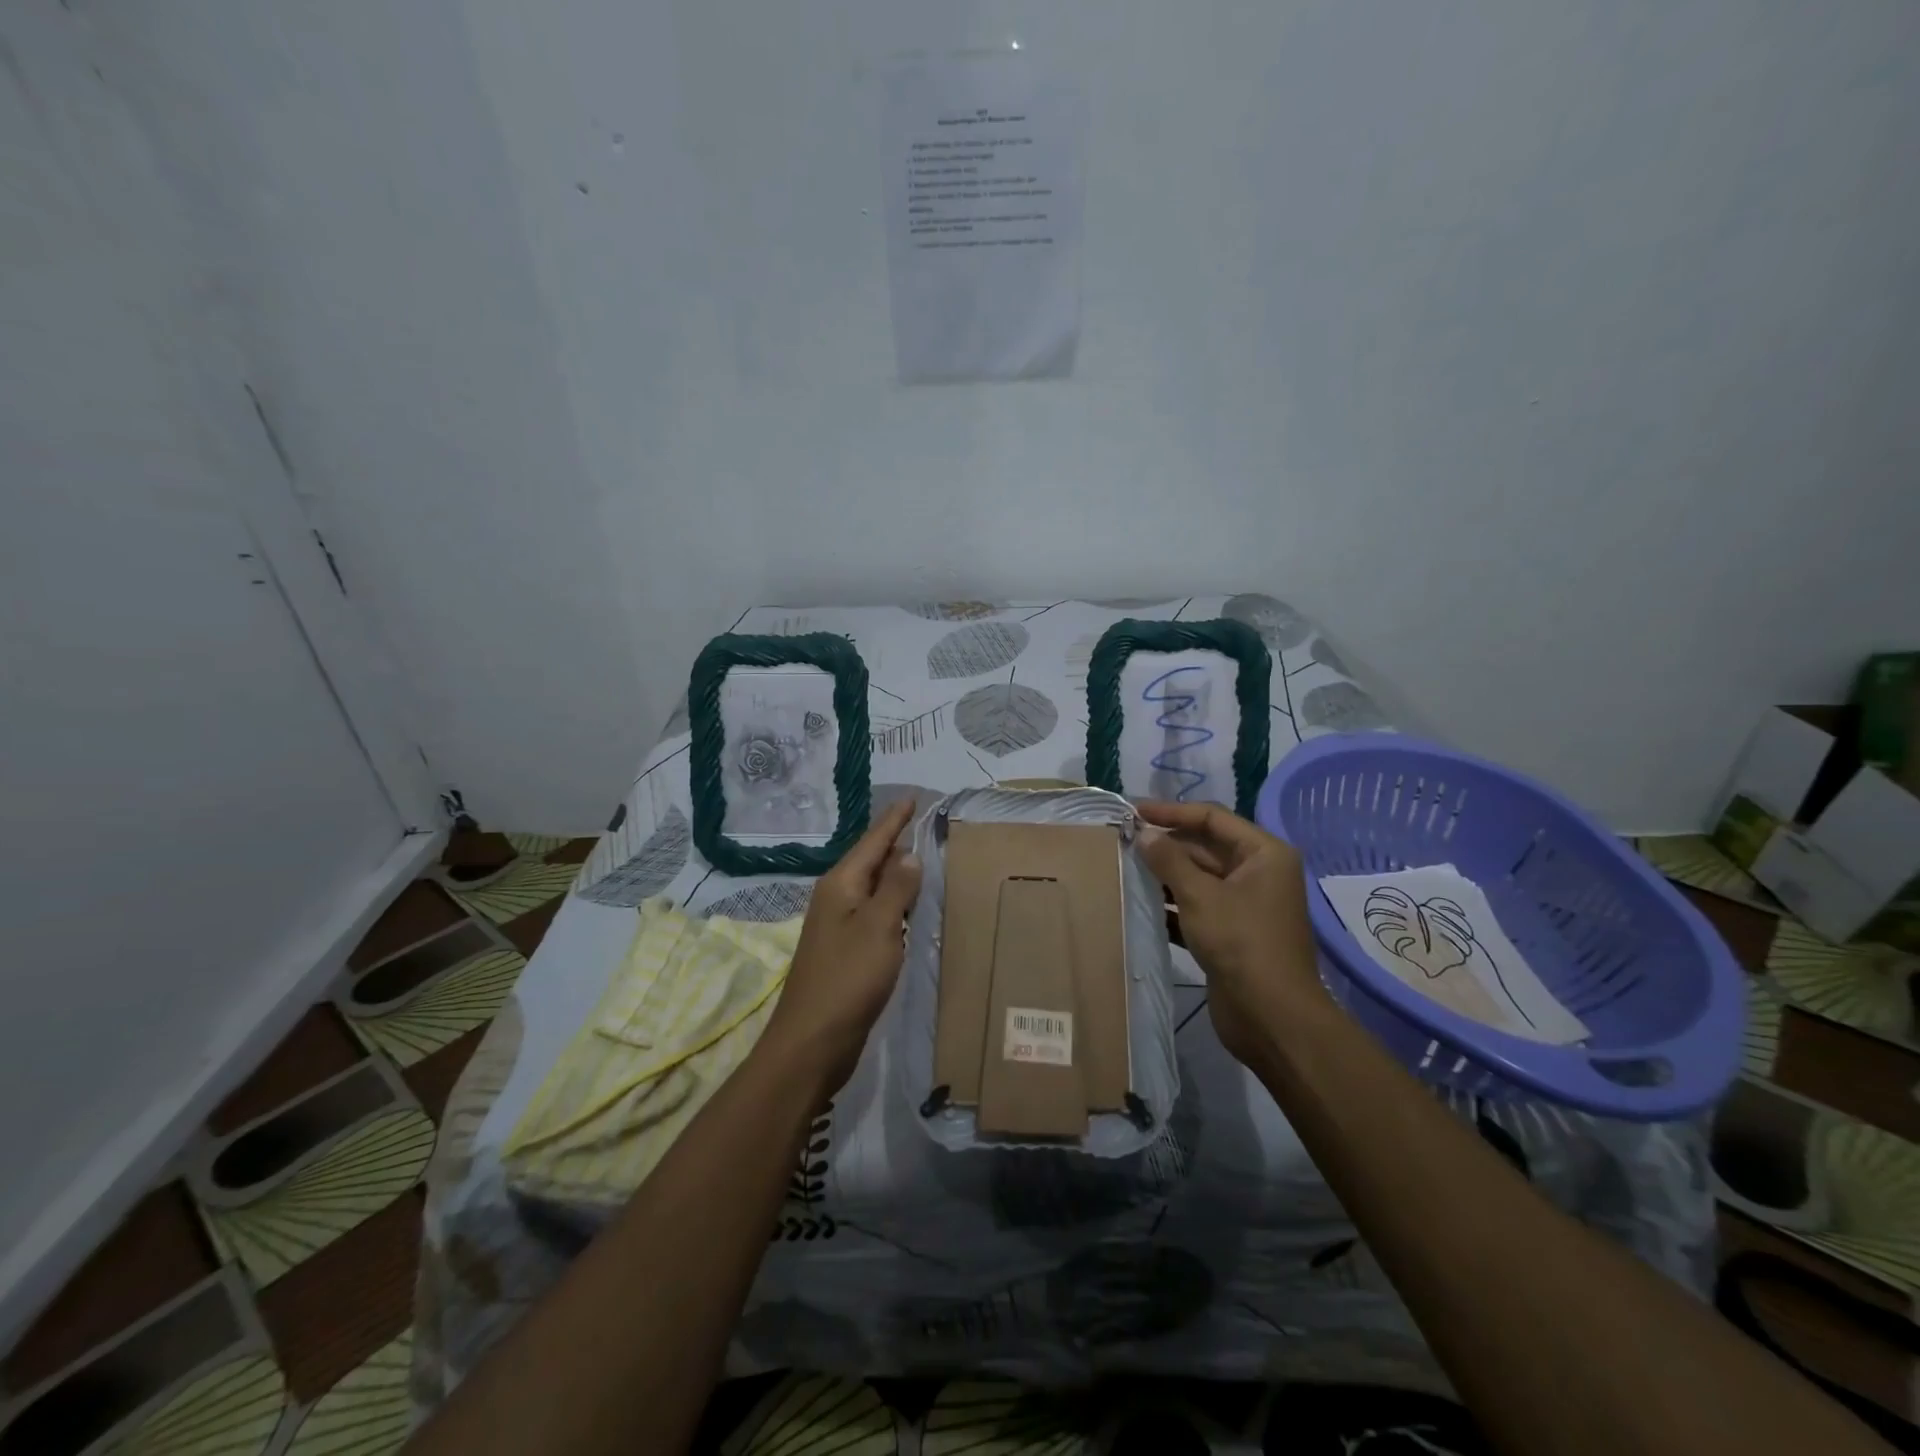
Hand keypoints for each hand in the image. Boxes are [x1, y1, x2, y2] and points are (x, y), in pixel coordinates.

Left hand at [762, 797, 922, 1094]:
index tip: (912, 797)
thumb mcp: (879, 927)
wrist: (812, 1042)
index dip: (894, 820)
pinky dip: (895, 906)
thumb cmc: (847, 978)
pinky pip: (876, 915)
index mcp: (840, 884)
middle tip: (928, 828)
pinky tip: (911, 910)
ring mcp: (839, 927)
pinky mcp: (847, 952)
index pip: (873, 841)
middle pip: (871, 862)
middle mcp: (837, 899)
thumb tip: (909, 854)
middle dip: (897, 844)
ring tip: (925, 862)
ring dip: (897, 876)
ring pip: (874, 889)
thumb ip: (896, 888)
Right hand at [1137, 800, 1329, 1064]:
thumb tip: (1144, 833)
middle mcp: (1258, 873)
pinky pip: (1197, 906)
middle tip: (1122, 841)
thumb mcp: (1200, 895)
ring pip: (1198, 878)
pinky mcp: (1232, 932)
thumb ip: (1169, 859)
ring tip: (1124, 868)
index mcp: (1263, 854)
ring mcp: (1246, 904)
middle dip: (1166, 845)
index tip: (1133, 811)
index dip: (1171, 812)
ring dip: (1165, 874)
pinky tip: (1140, 902)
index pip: (1212, 818)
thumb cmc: (1240, 943)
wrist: (1271, 1017)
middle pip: (1205, 847)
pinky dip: (1172, 903)